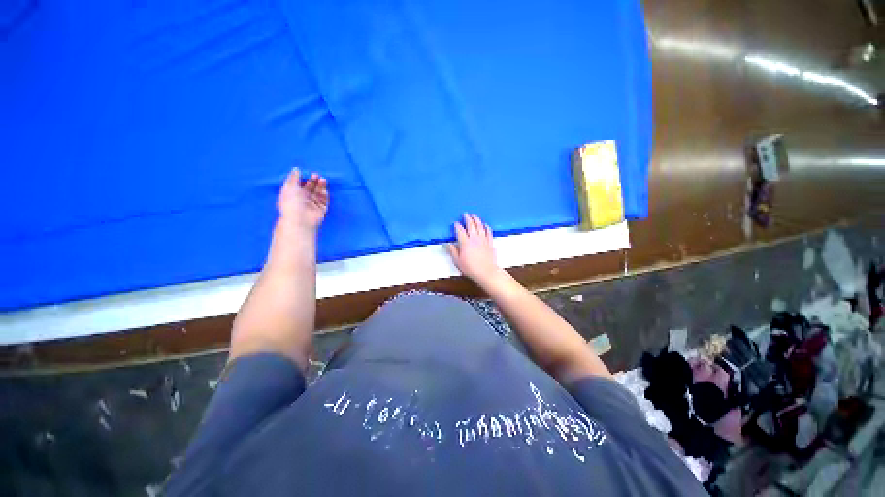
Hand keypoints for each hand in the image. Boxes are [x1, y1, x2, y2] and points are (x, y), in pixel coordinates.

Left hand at [277, 168, 328, 230]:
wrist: (299, 220)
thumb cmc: (291, 202)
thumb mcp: (289, 187)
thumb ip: (294, 177)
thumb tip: (296, 169)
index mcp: (293, 194)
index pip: (300, 185)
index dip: (304, 179)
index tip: (309, 173)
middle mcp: (303, 199)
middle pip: (310, 188)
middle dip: (314, 181)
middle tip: (316, 175)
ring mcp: (313, 205)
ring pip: (318, 193)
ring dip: (320, 186)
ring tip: (322, 179)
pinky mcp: (321, 209)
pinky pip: (324, 200)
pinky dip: (325, 194)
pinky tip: (324, 188)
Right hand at [447, 213, 502, 285]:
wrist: (486, 272)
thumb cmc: (471, 268)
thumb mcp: (458, 261)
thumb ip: (452, 251)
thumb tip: (447, 244)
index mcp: (465, 243)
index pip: (460, 231)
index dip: (457, 226)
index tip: (455, 223)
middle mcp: (474, 239)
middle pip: (471, 225)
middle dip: (467, 218)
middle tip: (465, 214)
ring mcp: (483, 240)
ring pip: (480, 226)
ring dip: (477, 219)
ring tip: (474, 215)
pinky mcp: (490, 243)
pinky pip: (489, 232)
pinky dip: (487, 227)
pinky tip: (485, 224)